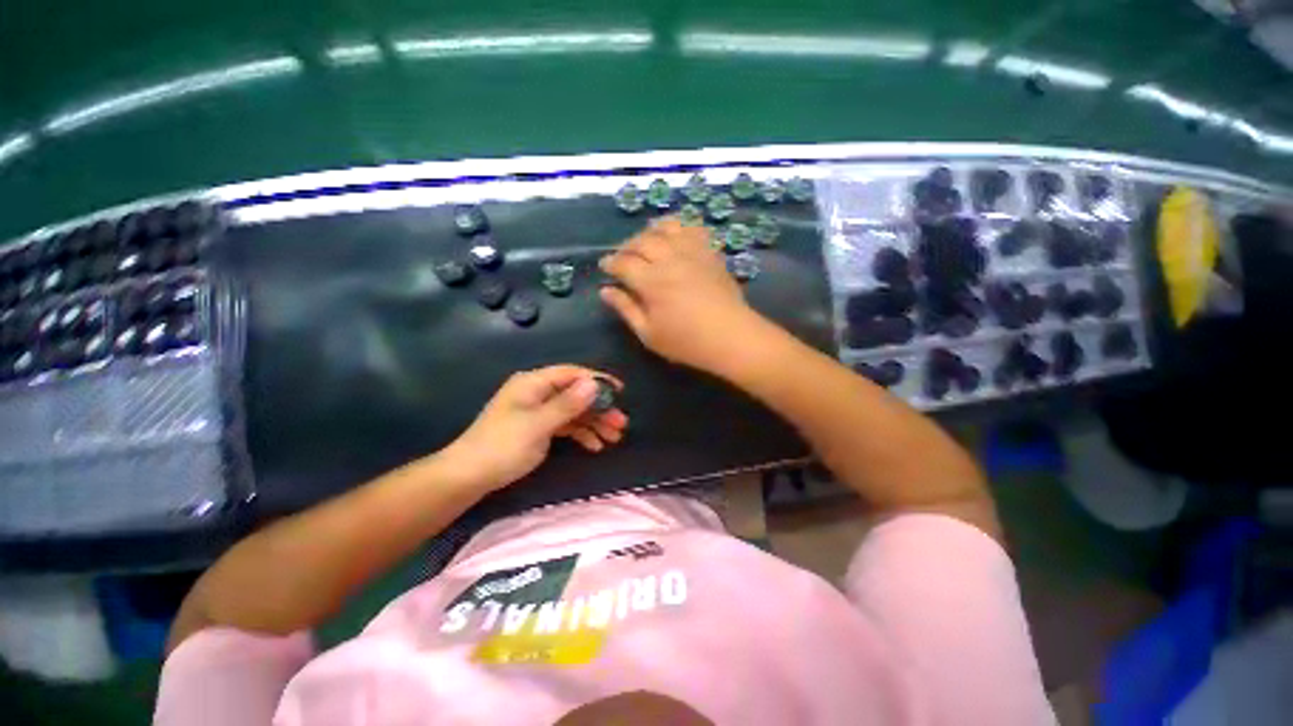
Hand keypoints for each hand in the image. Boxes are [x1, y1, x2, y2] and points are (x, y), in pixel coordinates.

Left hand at [446, 365, 628, 490]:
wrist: (469, 476)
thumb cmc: (502, 446)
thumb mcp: (538, 425)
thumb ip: (567, 404)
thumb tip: (593, 383)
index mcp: (534, 383)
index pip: (572, 374)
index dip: (597, 380)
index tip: (620, 392)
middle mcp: (538, 392)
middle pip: (576, 394)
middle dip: (600, 408)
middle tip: (621, 423)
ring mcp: (539, 411)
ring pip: (574, 411)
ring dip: (594, 423)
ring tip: (614, 438)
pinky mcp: (539, 428)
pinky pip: (566, 425)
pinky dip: (581, 433)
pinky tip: (595, 446)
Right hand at [599, 217, 771, 372]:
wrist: (731, 337)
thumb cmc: (686, 342)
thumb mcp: (648, 333)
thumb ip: (626, 309)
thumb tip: (605, 291)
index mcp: (651, 281)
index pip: (623, 262)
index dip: (610, 262)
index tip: (605, 266)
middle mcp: (670, 259)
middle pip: (642, 240)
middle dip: (627, 246)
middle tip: (624, 258)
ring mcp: (693, 252)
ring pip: (667, 227)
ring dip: (651, 231)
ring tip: (648, 243)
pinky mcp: (710, 253)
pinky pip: (694, 228)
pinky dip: (681, 228)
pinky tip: (676, 239)